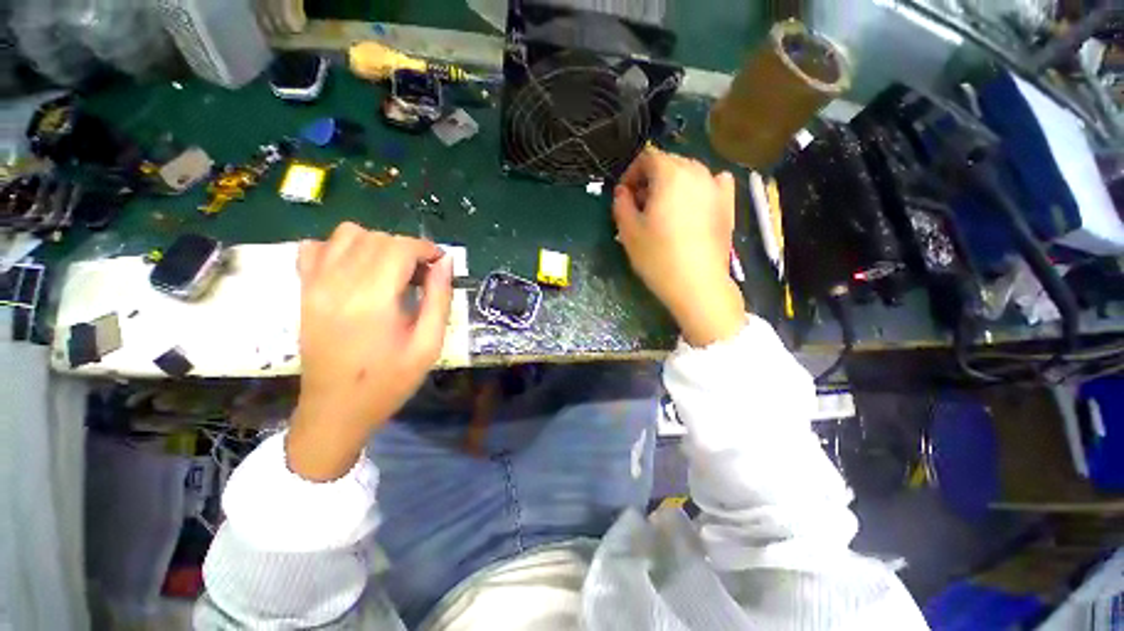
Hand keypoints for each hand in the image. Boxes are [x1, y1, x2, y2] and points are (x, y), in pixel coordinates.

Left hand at [287, 222, 452, 480]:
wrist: (335, 410)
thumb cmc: (389, 381)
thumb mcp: (428, 345)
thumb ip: (439, 299)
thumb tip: (446, 263)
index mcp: (373, 299)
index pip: (400, 247)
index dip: (426, 249)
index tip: (440, 264)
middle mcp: (339, 283)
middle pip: (377, 238)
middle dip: (407, 249)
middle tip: (421, 276)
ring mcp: (315, 285)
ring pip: (348, 234)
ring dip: (377, 245)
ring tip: (391, 271)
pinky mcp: (304, 291)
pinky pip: (317, 248)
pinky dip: (341, 248)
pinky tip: (357, 270)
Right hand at [613, 147, 744, 346]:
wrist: (697, 284)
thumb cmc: (658, 257)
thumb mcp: (628, 232)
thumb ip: (621, 204)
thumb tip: (622, 191)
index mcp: (670, 174)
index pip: (646, 157)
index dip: (630, 173)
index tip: (624, 196)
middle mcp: (696, 172)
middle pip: (669, 163)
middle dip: (650, 179)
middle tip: (639, 206)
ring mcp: (716, 188)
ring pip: (689, 173)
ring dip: (671, 184)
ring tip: (663, 210)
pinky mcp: (728, 205)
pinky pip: (714, 183)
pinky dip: (700, 187)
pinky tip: (694, 203)